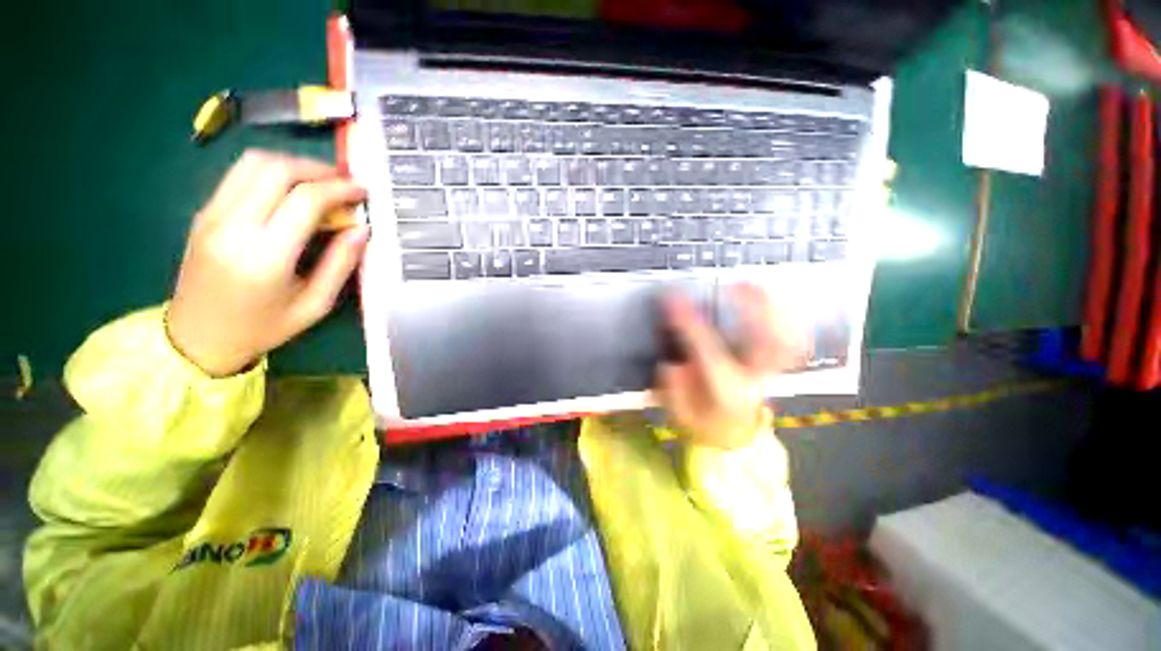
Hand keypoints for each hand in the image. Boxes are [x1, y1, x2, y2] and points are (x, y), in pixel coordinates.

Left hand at [166, 150, 368, 375]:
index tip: (362, 191)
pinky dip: (272, 172)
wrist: (196, 337)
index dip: (339, 188)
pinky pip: (239, 175)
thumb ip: (341, 264)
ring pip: (253, 163)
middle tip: (344, 181)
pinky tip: (291, 189)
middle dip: (317, 168)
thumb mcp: (315, 304)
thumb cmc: (263, 327)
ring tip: (320, 181)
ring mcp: (212, 216)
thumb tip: (362, 229)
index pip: (304, 200)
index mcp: (264, 256)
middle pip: (275, 170)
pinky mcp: (204, 213)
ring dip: (293, 164)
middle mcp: (232, 227)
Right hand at [656, 284, 807, 449]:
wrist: (734, 439)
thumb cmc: (703, 426)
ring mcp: (769, 372)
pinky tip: (774, 301)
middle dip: (756, 307)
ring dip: (776, 308)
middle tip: (737, 282)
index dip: (689, 321)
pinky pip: (792, 341)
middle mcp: (754, 378)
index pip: (708, 348)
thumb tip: (673, 365)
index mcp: (727, 390)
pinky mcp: (774, 367)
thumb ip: (674, 391)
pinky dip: (787, 318)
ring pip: (787, 338)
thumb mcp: (678, 416)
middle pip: (768, 340)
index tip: (672, 299)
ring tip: (756, 284)